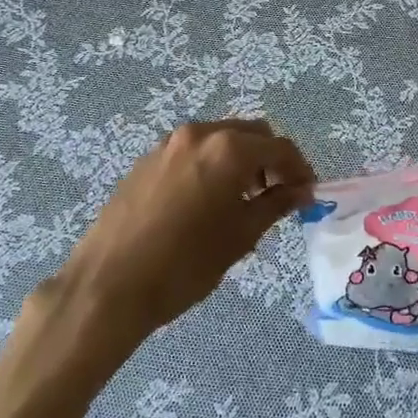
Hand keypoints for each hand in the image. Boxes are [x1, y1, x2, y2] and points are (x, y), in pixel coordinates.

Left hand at [49, 119, 314, 346]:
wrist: (108, 284)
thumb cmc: (184, 264)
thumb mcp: (240, 236)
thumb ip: (275, 205)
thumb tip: (302, 191)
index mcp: (227, 148)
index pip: (279, 147)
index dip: (300, 169)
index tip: (308, 194)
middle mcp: (199, 133)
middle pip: (250, 134)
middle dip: (271, 160)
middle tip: (279, 195)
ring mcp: (169, 144)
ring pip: (220, 140)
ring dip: (241, 161)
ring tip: (245, 201)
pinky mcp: (148, 160)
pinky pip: (194, 152)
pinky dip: (213, 166)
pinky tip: (209, 202)